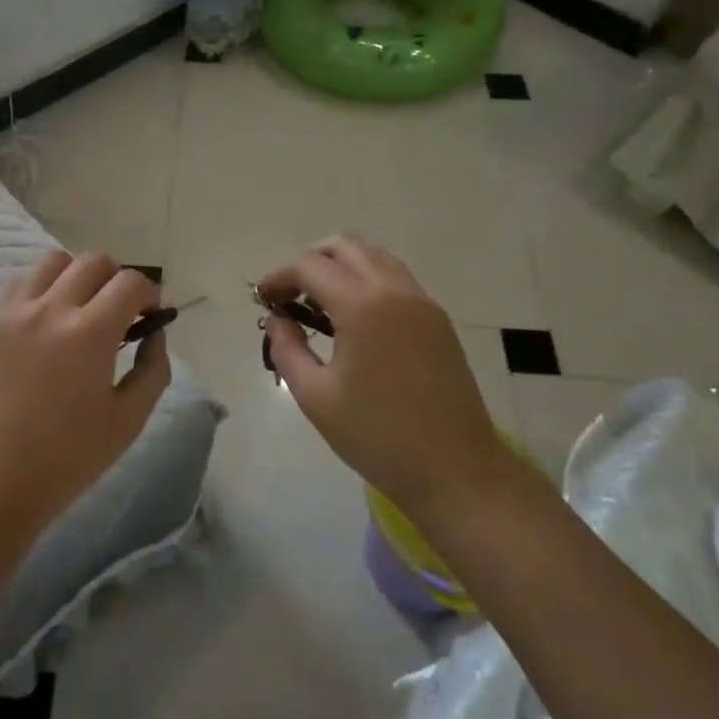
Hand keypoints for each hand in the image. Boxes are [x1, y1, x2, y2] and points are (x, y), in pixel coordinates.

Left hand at [0, 252, 170, 534]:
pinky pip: (17, 286)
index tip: (147, 316)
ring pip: (51, 263)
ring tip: (76, 310)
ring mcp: (9, 312)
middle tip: (116, 312)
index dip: (149, 294)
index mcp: (90, 333)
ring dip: (75, 277)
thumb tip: (153, 333)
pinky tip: (40, 327)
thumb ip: (153, 368)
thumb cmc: (67, 459)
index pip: (130, 282)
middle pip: (92, 261)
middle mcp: (48, 309)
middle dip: (115, 280)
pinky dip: (39, 293)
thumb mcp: (129, 420)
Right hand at [258, 236, 515, 518]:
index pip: (311, 266)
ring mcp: (423, 303)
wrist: (456, 470)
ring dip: (341, 268)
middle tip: (289, 296)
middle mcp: (396, 291)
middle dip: (310, 262)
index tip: (263, 301)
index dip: (280, 277)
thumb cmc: (377, 436)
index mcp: (363, 306)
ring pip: (375, 258)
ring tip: (319, 306)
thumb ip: (287, 349)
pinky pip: (396, 280)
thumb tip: (277, 320)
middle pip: (346, 247)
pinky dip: (367, 282)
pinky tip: (354, 320)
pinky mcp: (438, 321)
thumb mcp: (315, 396)